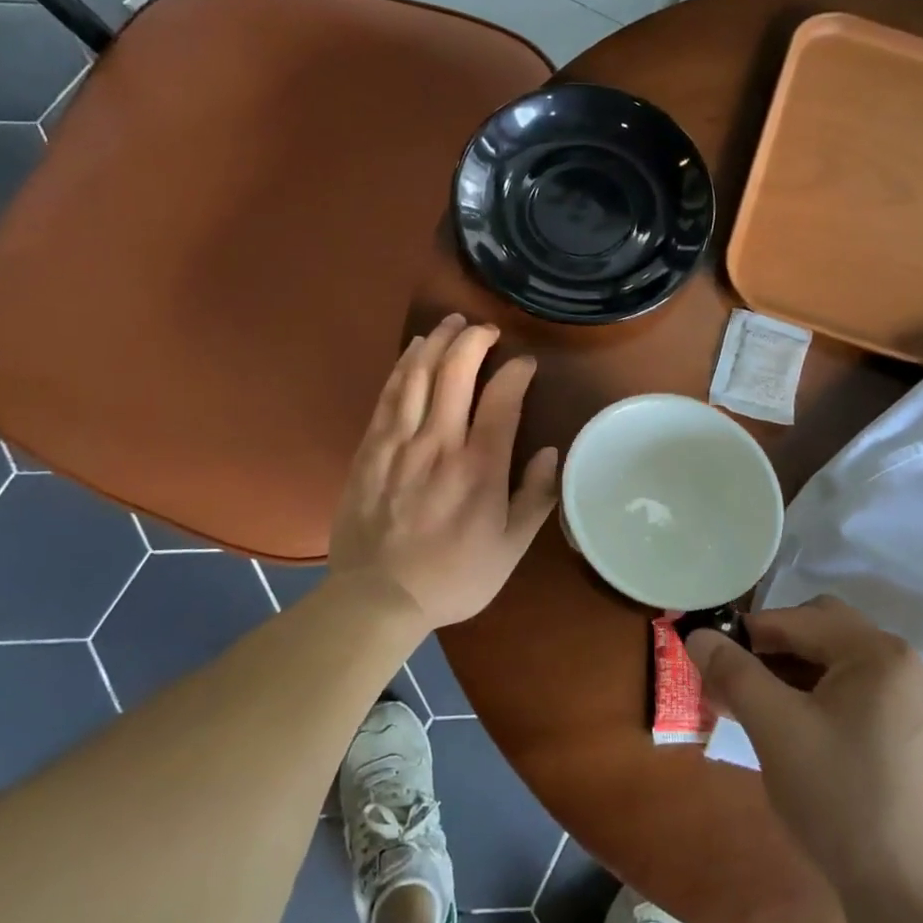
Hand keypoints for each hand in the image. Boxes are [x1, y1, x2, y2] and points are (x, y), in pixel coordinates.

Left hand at [329, 315, 558, 628]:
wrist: (377, 598)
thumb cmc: (453, 576)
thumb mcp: (510, 549)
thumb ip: (535, 498)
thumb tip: (552, 453)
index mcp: (480, 468)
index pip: (503, 399)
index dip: (517, 372)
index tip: (526, 364)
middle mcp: (439, 443)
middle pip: (456, 372)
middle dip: (474, 339)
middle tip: (486, 329)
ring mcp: (399, 443)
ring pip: (418, 375)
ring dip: (436, 341)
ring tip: (450, 324)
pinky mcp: (370, 448)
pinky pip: (388, 395)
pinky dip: (404, 366)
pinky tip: (413, 352)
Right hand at [686, 598, 922, 910]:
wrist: (917, 904)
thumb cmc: (842, 802)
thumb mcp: (775, 730)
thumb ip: (734, 672)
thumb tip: (697, 634)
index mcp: (879, 653)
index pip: (799, 619)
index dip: (748, 633)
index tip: (709, 656)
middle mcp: (906, 665)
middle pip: (823, 634)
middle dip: (772, 651)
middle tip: (734, 682)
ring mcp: (917, 703)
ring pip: (839, 667)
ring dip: (793, 676)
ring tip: (754, 710)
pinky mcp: (917, 738)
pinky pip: (858, 697)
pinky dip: (820, 701)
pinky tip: (794, 733)